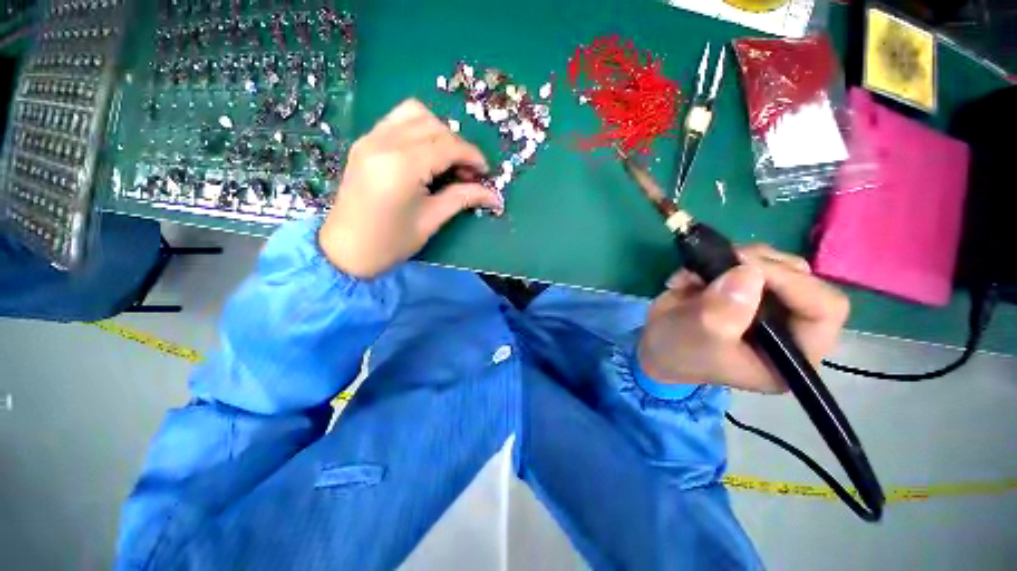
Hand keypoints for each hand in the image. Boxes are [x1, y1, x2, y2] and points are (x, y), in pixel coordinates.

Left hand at [319, 99, 502, 277]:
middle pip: (434, 126)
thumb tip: (494, 196)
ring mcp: (370, 138)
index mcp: (402, 166)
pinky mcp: (365, 142)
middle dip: (458, 145)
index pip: (447, 146)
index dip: (473, 156)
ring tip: (447, 160)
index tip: (486, 173)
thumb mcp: (431, 221)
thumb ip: (462, 199)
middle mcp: (384, 142)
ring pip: (415, 113)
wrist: (345, 250)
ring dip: (439, 132)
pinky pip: (398, 120)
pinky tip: (426, 154)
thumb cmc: (391, 242)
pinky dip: (419, 129)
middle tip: (468, 173)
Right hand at [638, 245, 849, 392]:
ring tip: (695, 274)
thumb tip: (748, 272)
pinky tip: (690, 277)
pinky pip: (746, 260)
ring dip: (733, 260)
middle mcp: (791, 325)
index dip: (793, 283)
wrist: (655, 344)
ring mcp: (769, 303)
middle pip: (801, 278)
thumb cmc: (679, 352)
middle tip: (720, 263)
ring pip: (774, 263)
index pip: (824, 309)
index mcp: (793, 353)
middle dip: (758, 265)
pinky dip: (715, 259)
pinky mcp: (747, 287)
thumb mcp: (698, 337)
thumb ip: (723, 312)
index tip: (746, 268)